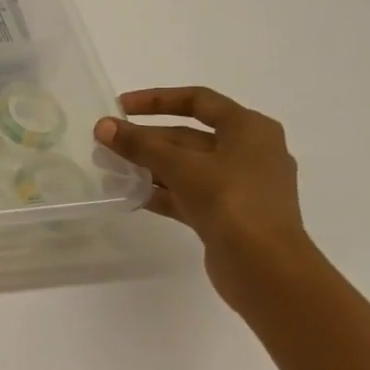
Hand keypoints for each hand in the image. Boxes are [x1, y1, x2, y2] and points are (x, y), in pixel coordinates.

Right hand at [94, 86, 313, 300]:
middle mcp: (249, 152)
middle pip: (189, 135)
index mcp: (249, 129)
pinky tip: (130, 194)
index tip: (121, 106)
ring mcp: (240, 186)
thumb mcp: (181, 166)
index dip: (157, 100)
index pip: (198, 100)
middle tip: (108, 141)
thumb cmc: (231, 202)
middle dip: (147, 138)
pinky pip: (188, 193)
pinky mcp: (229, 215)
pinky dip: (161, 191)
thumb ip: (139, 145)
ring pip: (186, 166)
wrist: (266, 269)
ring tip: (111, 167)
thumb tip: (102, 126)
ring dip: (150, 165)